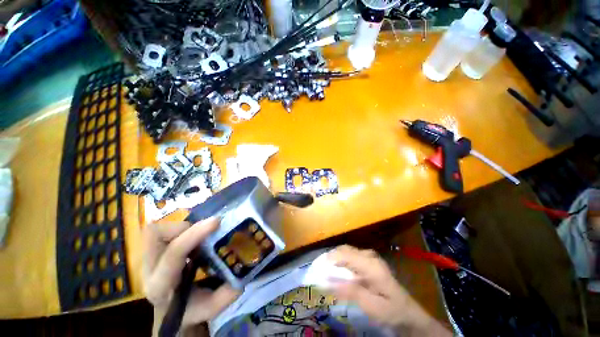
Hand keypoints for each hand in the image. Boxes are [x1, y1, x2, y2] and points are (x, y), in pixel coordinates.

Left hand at [143, 218, 239, 335]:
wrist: (169, 312)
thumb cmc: (189, 310)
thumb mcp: (210, 307)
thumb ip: (227, 293)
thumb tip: (242, 269)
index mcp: (161, 286)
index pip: (173, 254)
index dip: (194, 234)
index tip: (216, 222)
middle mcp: (149, 269)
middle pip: (154, 234)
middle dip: (184, 227)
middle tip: (206, 230)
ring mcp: (149, 258)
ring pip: (157, 229)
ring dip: (183, 227)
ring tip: (201, 234)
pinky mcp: (155, 250)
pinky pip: (165, 230)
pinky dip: (182, 228)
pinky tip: (196, 237)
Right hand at [328, 245, 450, 336]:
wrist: (408, 313)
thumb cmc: (391, 311)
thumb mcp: (370, 306)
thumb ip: (349, 291)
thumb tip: (326, 280)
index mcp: (370, 264)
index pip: (343, 254)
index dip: (328, 259)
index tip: (316, 269)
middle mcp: (369, 255)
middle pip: (344, 250)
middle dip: (329, 258)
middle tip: (318, 270)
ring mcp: (370, 256)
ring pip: (346, 251)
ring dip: (334, 259)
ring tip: (325, 271)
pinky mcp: (369, 261)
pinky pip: (350, 256)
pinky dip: (341, 262)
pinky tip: (337, 272)